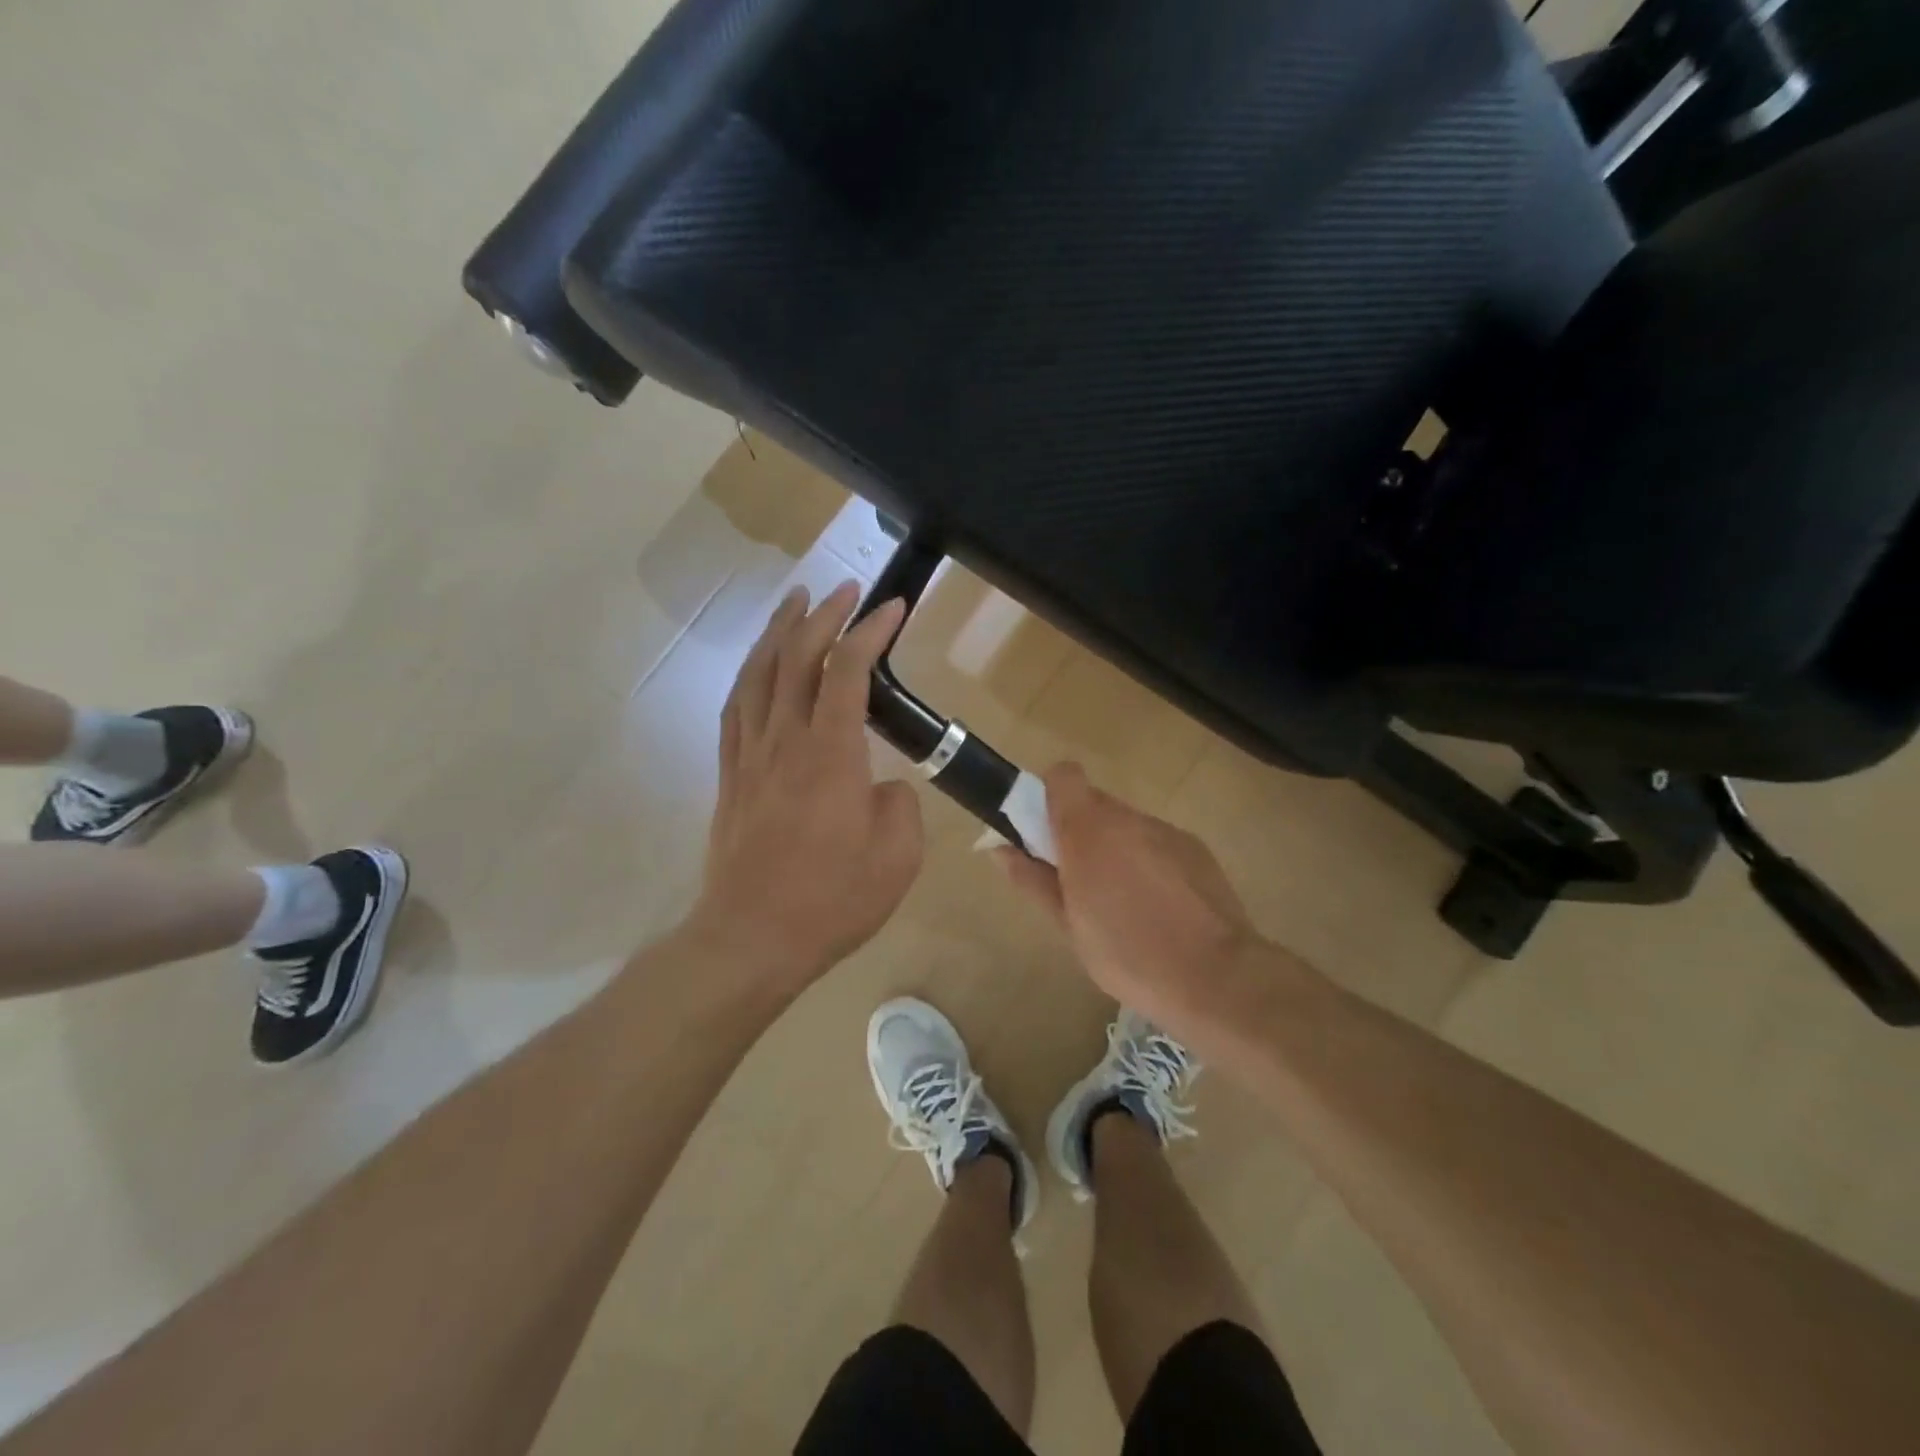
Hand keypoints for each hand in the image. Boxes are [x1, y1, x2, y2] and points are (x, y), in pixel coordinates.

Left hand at [686, 581, 924, 991]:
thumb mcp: (898, 858)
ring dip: (778, 631)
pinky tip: (758, 665)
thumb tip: (882, 785)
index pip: (849, 670)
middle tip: (845, 590)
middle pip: (796, 657)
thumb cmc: (831, 901)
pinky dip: (750, 674)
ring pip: (758, 674)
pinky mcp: (731, 776)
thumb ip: (900, 806)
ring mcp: (750, 756)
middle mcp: (785, 741)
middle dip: (823, 615)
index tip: (894, 606)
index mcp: (831, 754)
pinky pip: (735, 709)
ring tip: (794, 601)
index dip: (871, 630)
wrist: (751, 939)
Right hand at [996, 763, 1263, 1035]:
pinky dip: (1148, 862)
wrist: (1215, 976)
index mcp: (1088, 829)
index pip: (1063, 776)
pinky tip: (1158, 908)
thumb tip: (1001, 850)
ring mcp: (1167, 831)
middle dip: (1080, 832)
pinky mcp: (1196, 849)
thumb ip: (1033, 880)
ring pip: (1127, 825)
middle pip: (1094, 803)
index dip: (1049, 796)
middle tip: (1077, 881)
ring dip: (1115, 848)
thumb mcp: (1068, 925)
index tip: (1044, 836)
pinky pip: (1158, 843)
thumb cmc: (1127, 954)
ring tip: (1121, 902)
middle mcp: (1128, 818)